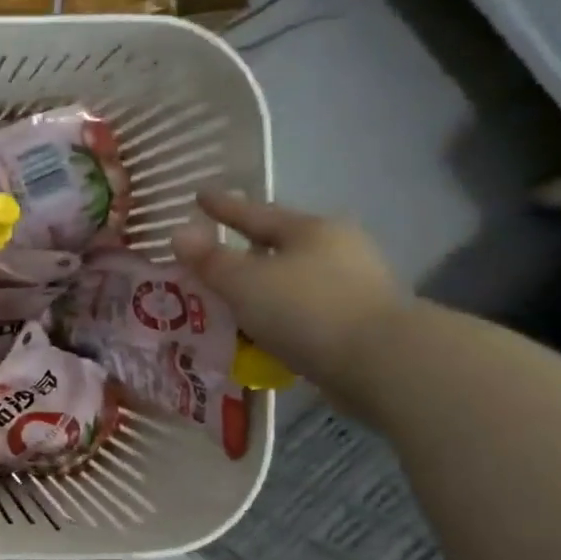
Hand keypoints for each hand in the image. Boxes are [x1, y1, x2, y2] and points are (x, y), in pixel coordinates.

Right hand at [169, 192, 406, 397]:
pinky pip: (303, 311)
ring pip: (292, 279)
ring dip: (261, 287)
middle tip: (213, 253)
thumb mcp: (244, 283)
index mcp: (309, 230)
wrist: (382, 364)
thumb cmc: (306, 309)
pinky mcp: (358, 323)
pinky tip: (260, 330)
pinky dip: (278, 316)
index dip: (223, 206)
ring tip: (230, 298)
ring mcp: (353, 286)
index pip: (255, 212)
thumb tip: (178, 233)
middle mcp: (336, 249)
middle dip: (245, 249)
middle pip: (279, 244)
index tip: (198, 195)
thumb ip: (209, 260)